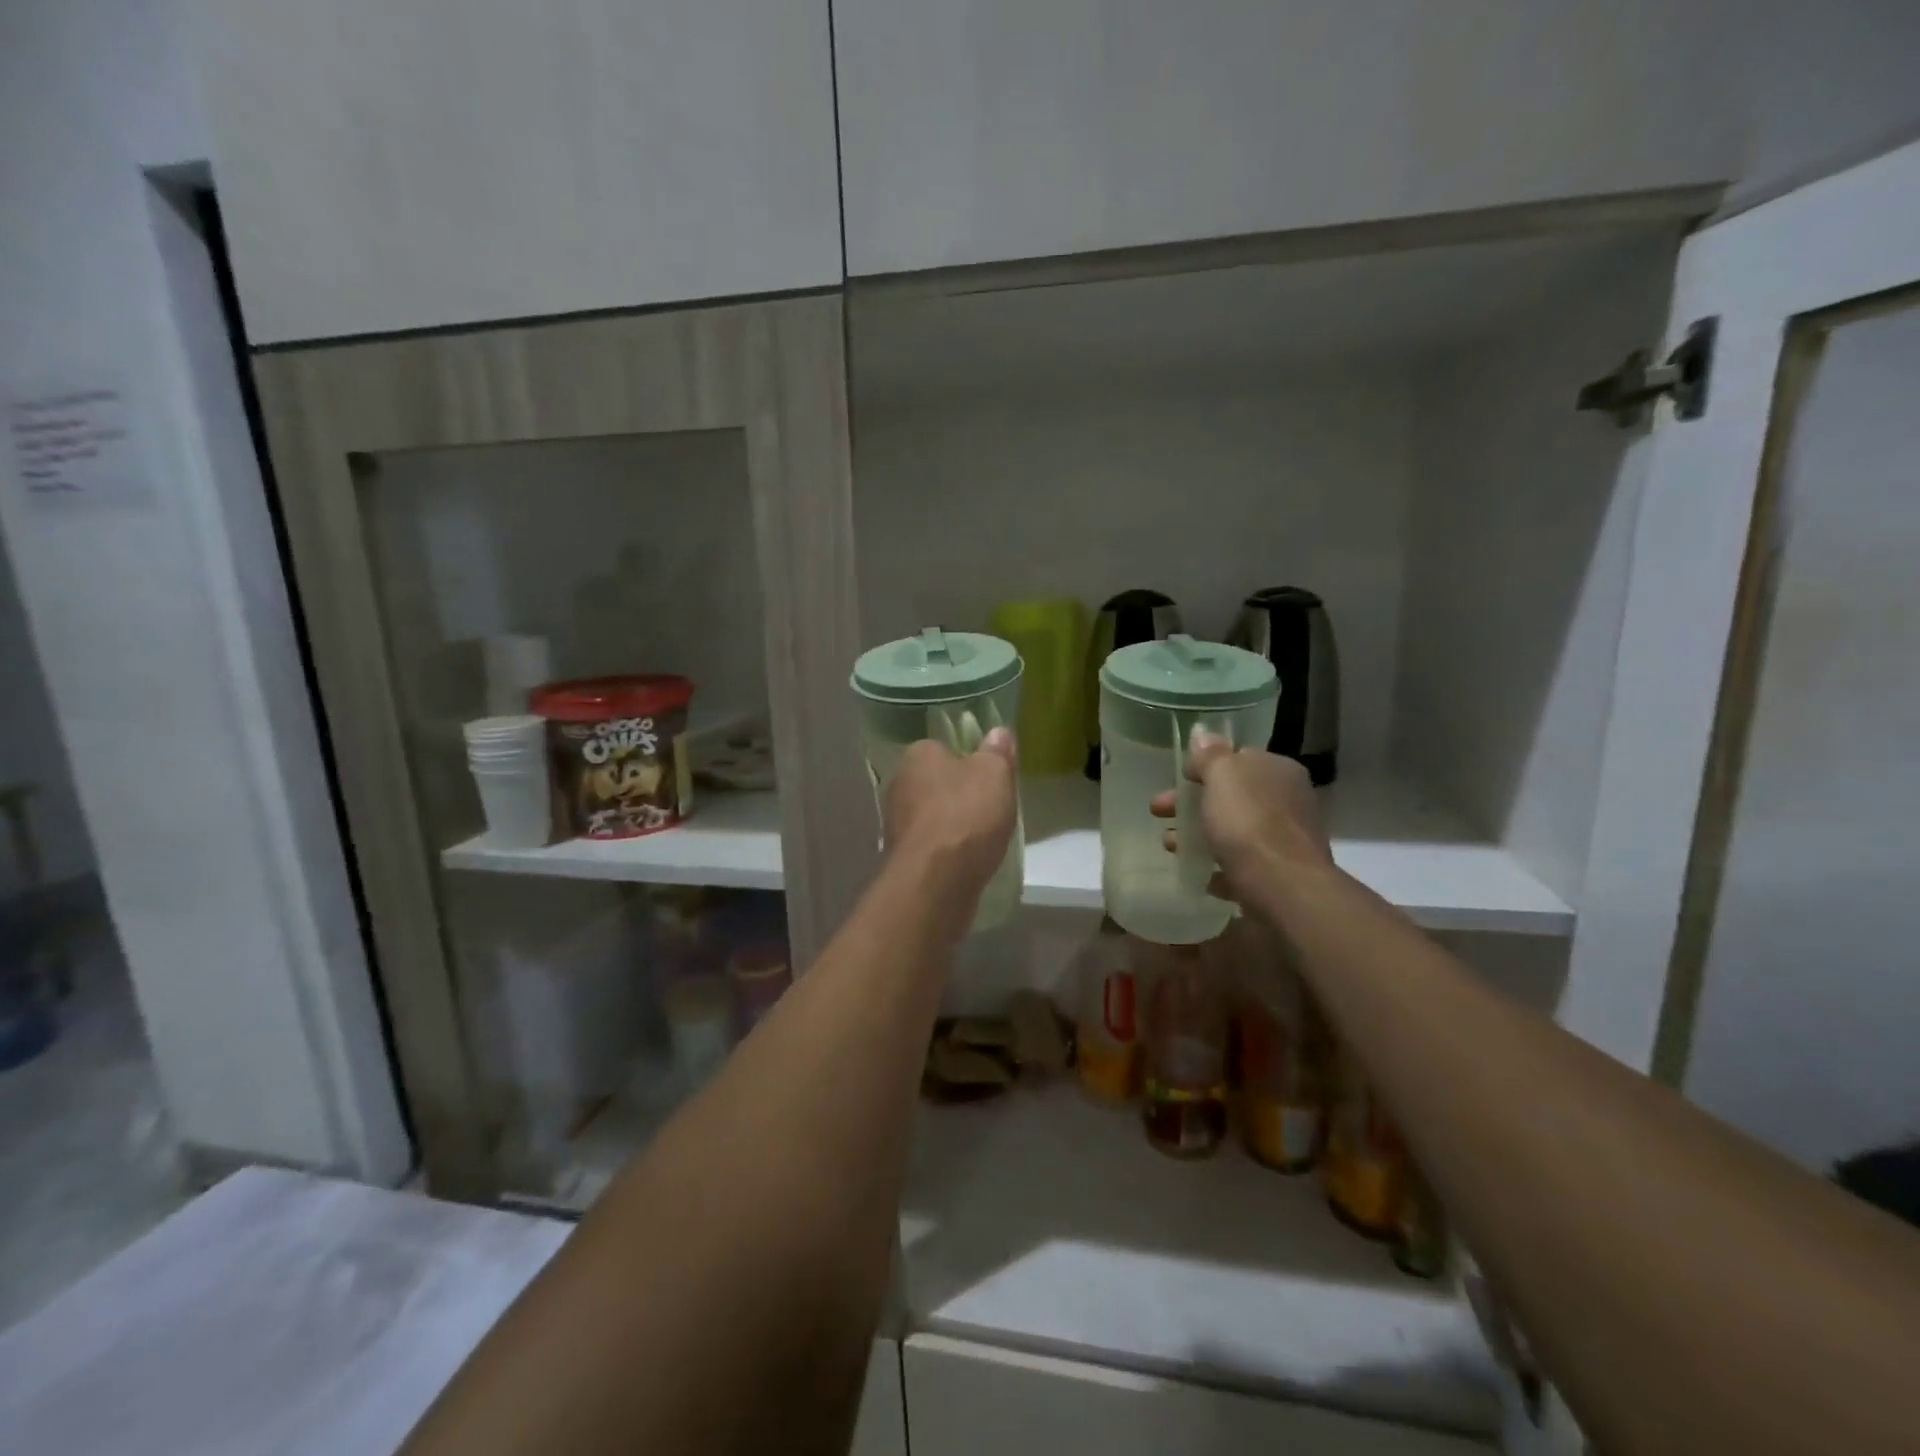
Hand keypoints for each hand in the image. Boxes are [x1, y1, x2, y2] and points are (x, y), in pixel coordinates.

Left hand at [882, 729, 1018, 902]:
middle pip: (937, 784)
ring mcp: (897, 824)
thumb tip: (998, 733)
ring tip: (985, 839)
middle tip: (992, 808)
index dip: (969, 760)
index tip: (991, 777)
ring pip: (933, 817)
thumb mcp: (994, 773)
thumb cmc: (965, 815)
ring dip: (954, 826)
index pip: (943, 748)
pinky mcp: (903, 858)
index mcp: (917, 755)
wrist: (935, 881)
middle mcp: (900, 785)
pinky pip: (932, 847)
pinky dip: (948, 852)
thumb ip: (997, 752)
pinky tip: (968, 862)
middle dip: (960, 795)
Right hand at [1150, 729, 1331, 899]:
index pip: (1239, 758)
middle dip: (1192, 803)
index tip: (1179, 778)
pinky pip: (1243, 865)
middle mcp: (1287, 801)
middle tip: (1159, 811)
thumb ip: (1210, 755)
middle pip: (1232, 796)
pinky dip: (1220, 867)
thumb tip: (1202, 733)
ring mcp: (1285, 840)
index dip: (1205, 766)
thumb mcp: (1223, 775)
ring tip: (1171, 846)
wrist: (1282, 887)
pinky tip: (1202, 874)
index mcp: (1278, 771)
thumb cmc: (1248, 822)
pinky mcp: (1279, 874)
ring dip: (1201, 835)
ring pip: (1234, 831)